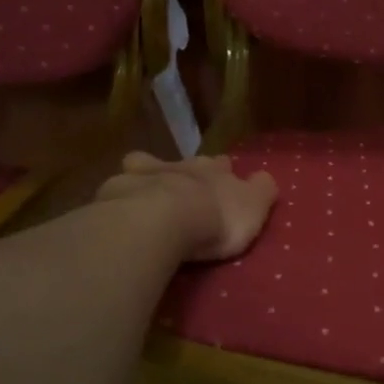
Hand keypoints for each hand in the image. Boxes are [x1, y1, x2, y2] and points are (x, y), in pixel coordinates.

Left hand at [95, 152, 278, 262]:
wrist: (163, 220)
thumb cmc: (216, 218)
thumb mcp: (254, 206)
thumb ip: (262, 190)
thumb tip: (265, 177)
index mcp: (216, 170)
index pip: (223, 165)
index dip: (223, 174)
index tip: (223, 185)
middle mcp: (182, 165)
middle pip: (187, 163)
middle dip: (188, 174)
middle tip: (188, 193)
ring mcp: (147, 173)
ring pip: (148, 165)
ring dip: (150, 176)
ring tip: (147, 197)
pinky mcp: (118, 189)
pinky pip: (120, 185)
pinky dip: (121, 194)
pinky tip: (119, 208)